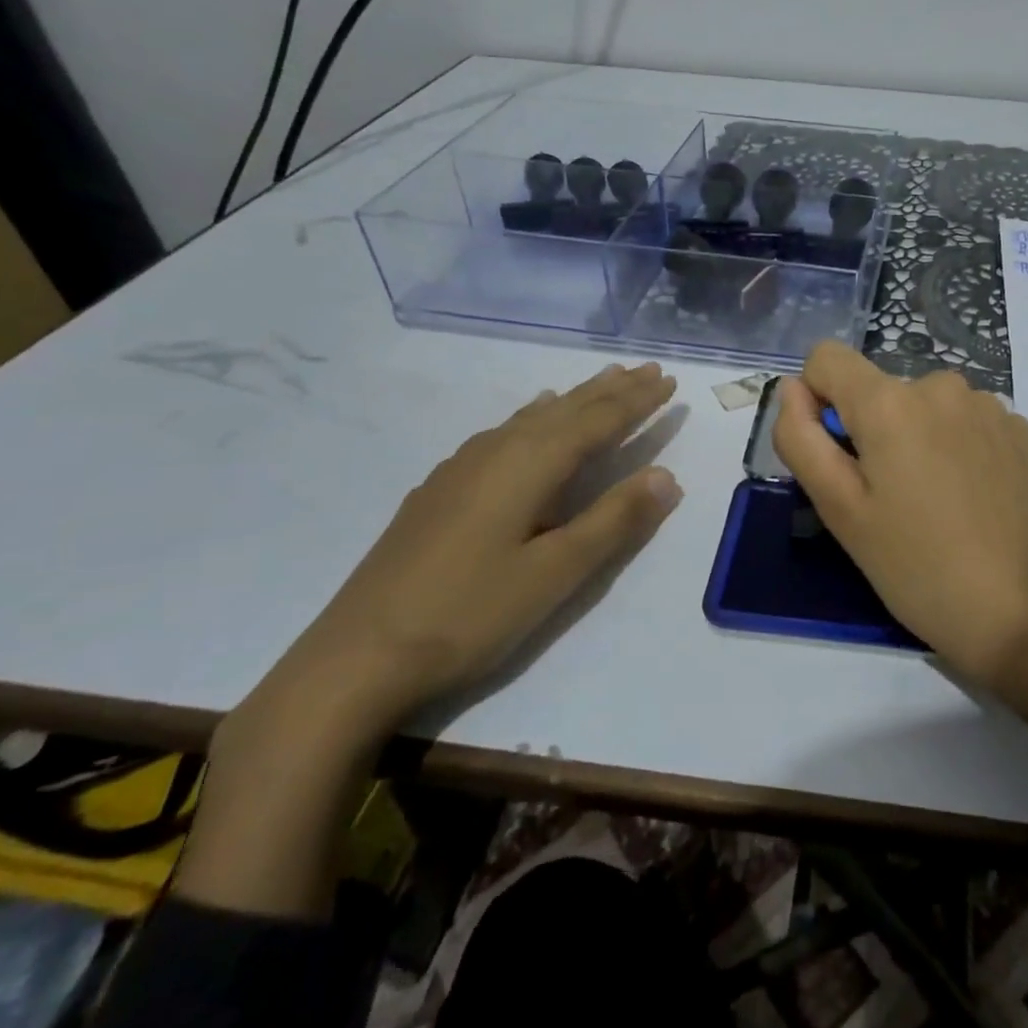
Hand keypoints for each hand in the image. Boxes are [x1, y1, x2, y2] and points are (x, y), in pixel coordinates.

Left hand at [266, 361, 682, 732]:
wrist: (357, 657)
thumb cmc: (470, 614)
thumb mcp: (556, 573)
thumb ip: (614, 520)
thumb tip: (667, 475)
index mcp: (530, 465)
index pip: (598, 421)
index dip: (638, 402)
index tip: (670, 381)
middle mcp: (497, 451)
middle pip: (566, 409)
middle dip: (612, 390)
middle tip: (648, 370)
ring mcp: (462, 467)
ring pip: (533, 416)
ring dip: (575, 398)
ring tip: (603, 382)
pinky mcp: (442, 488)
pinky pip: (505, 431)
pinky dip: (535, 416)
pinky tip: (531, 418)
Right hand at [775, 342, 1027, 802]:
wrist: (1018, 611)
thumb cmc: (914, 566)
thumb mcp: (838, 509)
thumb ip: (800, 437)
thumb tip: (794, 389)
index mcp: (890, 402)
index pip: (827, 358)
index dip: (817, 400)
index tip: (837, 455)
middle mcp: (941, 385)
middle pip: (879, 388)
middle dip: (872, 430)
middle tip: (888, 498)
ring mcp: (989, 404)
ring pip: (924, 404)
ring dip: (917, 436)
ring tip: (933, 500)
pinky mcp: (1020, 429)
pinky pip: (965, 419)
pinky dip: (957, 445)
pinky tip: (970, 496)